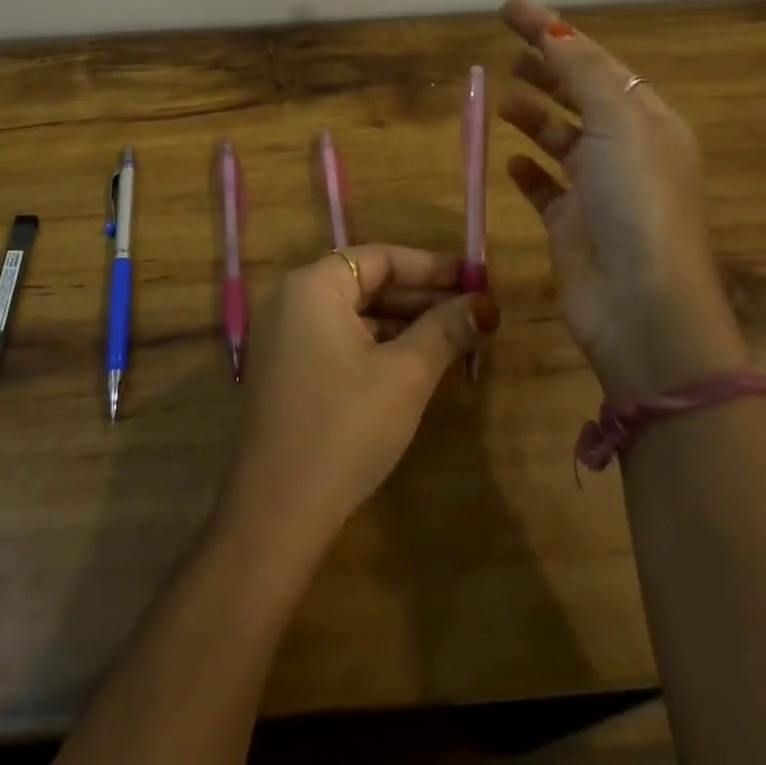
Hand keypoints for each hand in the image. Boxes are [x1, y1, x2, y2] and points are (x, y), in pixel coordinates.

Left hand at [219, 245, 499, 544]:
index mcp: (312, 285)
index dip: (430, 266)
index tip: (475, 277)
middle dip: (420, 296)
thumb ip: (445, 331)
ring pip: (354, 314)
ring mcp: (284, 336)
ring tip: (455, 337)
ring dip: (402, 323)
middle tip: (473, 309)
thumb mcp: (405, 374)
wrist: (279, 508)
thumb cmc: (345, 425)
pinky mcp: (287, 370)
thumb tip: (486, 305)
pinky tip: (416, 363)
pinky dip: (377, 345)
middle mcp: (292, 300)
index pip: (379, 258)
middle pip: (365, 283)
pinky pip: (339, 339)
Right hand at [498, 0, 748, 402]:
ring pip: (561, 139)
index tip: (509, 9)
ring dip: (534, 116)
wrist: (642, 306)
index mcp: (647, 120)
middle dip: (546, 70)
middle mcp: (626, 151)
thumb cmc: (636, 203)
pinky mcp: (572, 225)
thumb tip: (553, 28)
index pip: (595, 61)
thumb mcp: (616, 123)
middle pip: (580, 96)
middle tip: (506, 52)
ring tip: (501, 100)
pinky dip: (529, 170)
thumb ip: (582, 72)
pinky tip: (510, 162)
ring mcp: (599, 190)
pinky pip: (546, 188)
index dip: (553, 31)